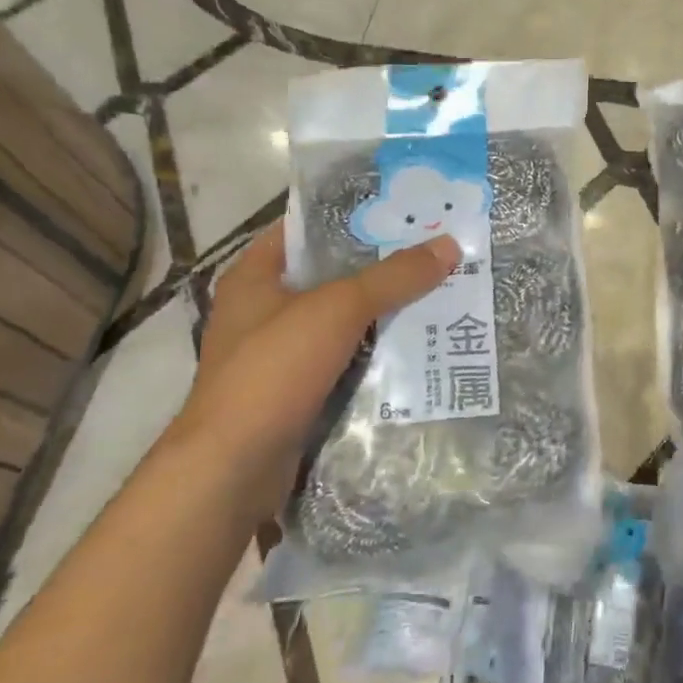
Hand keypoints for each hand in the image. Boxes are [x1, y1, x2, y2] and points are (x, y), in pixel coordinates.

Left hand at [165, 224, 459, 518]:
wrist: (233, 469)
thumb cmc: (273, 371)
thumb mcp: (338, 310)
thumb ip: (393, 277)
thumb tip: (449, 245)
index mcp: (256, 276)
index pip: (307, 228)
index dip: (353, 217)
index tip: (404, 212)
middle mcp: (263, 310)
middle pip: (331, 275)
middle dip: (381, 267)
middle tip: (435, 253)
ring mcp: (279, 354)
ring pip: (342, 321)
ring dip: (383, 313)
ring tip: (439, 294)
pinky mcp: (296, 392)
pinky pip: (345, 360)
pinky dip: (375, 353)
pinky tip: (418, 347)